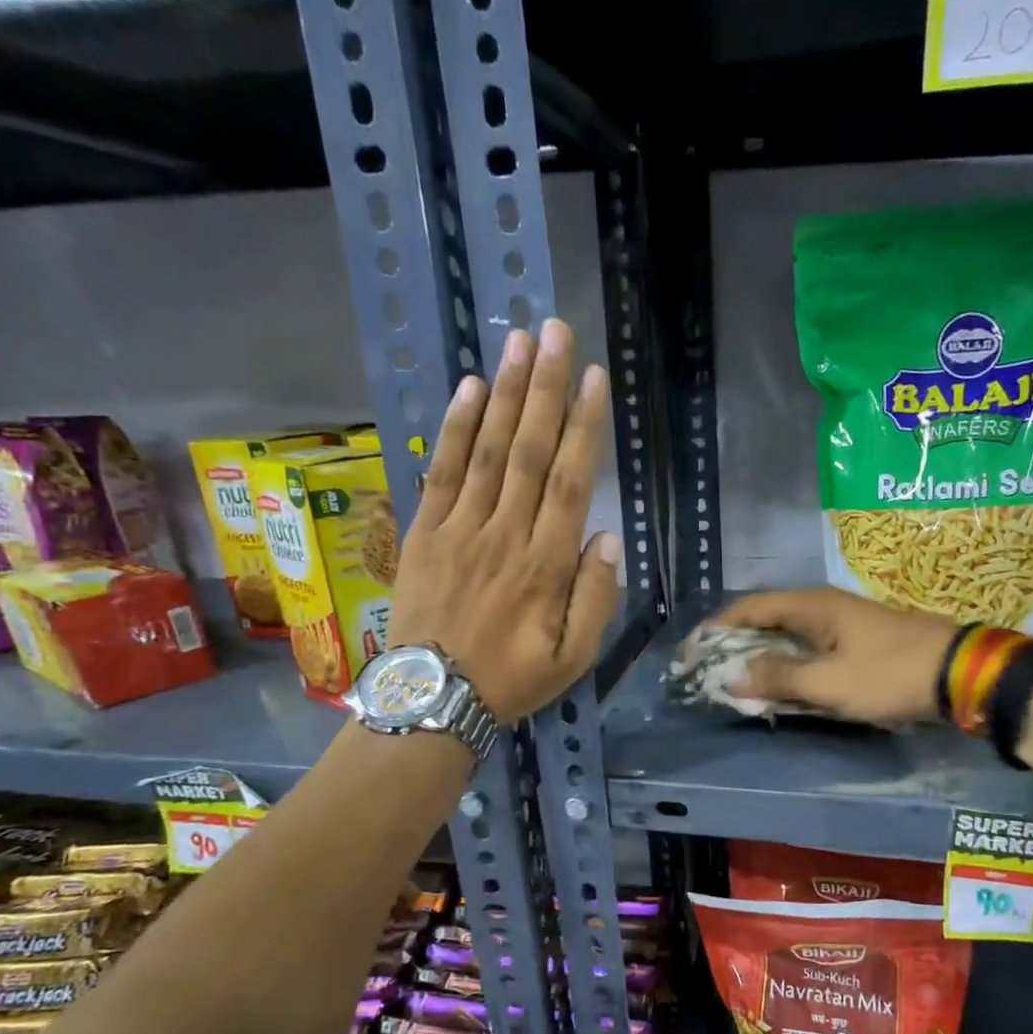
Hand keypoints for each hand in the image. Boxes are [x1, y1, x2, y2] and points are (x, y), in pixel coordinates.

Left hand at [388, 319, 619, 719]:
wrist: (432, 700)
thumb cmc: (512, 680)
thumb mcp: (573, 658)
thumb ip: (595, 598)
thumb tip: (607, 538)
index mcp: (546, 566)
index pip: (571, 483)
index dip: (584, 427)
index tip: (595, 380)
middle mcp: (505, 535)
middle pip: (530, 452)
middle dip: (545, 389)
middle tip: (556, 333)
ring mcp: (460, 530)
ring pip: (488, 452)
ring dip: (505, 395)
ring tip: (519, 343)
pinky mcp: (425, 534)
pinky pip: (442, 473)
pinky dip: (456, 430)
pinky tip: (470, 391)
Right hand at [700, 588, 957, 725]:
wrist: (959, 674)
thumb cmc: (889, 674)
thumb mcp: (828, 682)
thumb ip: (778, 677)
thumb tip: (732, 676)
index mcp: (811, 605)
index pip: (748, 608)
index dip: (716, 629)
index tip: (692, 654)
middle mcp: (821, 607)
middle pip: (765, 621)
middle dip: (734, 646)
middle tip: (709, 674)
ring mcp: (840, 625)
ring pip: (787, 638)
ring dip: (761, 659)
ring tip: (735, 684)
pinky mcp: (855, 644)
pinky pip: (808, 652)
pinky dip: (787, 667)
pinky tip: (779, 687)